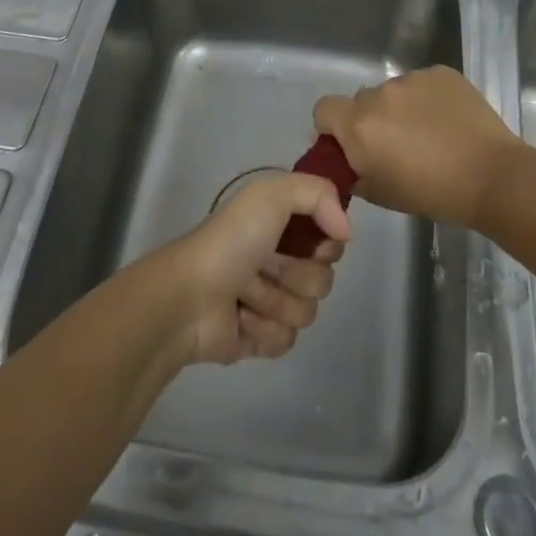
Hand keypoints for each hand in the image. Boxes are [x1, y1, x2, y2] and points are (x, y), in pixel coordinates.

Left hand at [148, 174, 349, 366]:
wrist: (189, 297)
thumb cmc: (230, 241)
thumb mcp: (272, 195)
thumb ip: (318, 194)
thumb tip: (347, 233)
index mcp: (280, 224)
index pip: (331, 240)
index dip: (326, 244)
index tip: (313, 243)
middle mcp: (278, 258)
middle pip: (324, 279)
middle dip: (295, 275)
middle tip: (264, 266)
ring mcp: (269, 301)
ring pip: (307, 312)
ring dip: (275, 302)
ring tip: (244, 294)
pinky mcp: (260, 338)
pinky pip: (287, 341)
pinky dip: (264, 330)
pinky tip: (240, 319)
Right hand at [312, 66, 522, 229]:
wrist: (492, 177)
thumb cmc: (432, 194)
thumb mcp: (380, 194)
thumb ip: (353, 171)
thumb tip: (347, 159)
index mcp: (358, 125)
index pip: (323, 109)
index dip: (332, 127)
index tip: (351, 145)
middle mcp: (379, 94)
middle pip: (361, 101)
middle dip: (371, 119)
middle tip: (395, 145)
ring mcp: (412, 79)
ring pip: (393, 91)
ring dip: (400, 108)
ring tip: (429, 134)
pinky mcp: (440, 73)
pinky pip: (422, 83)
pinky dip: (428, 99)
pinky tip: (448, 121)